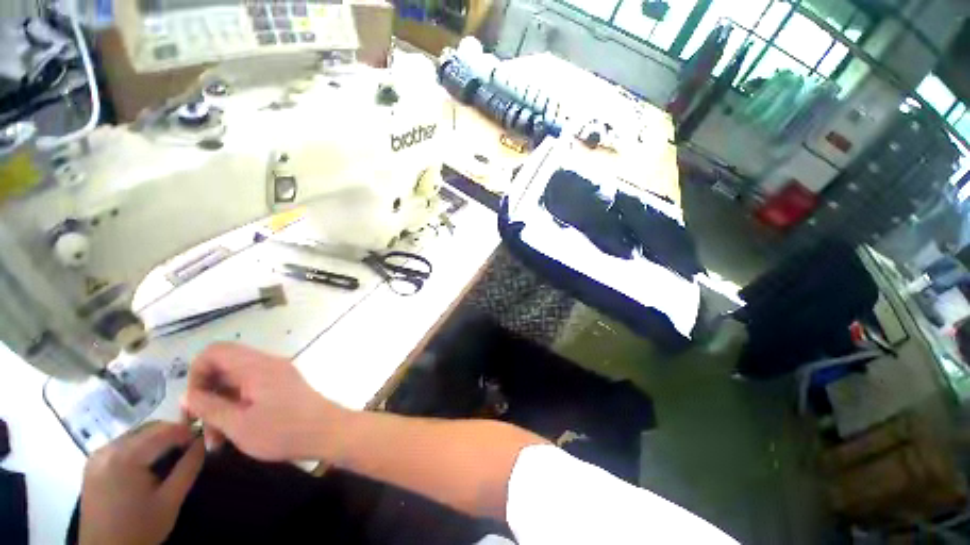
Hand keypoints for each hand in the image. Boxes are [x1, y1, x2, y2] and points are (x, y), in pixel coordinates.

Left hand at [80, 422, 203, 544]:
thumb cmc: (140, 529)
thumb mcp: (170, 500)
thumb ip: (188, 467)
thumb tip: (204, 441)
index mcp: (125, 457)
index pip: (165, 431)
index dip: (189, 431)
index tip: (204, 439)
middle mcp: (108, 449)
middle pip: (148, 429)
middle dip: (172, 434)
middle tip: (190, 448)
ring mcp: (97, 455)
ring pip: (136, 435)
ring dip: (156, 440)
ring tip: (171, 456)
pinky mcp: (93, 463)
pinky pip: (123, 445)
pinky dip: (140, 448)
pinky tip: (147, 464)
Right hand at [182, 343, 340, 461]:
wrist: (326, 431)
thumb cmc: (283, 430)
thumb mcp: (238, 424)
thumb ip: (209, 407)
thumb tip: (187, 395)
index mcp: (257, 365)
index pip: (215, 351)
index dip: (196, 374)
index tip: (193, 404)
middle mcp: (267, 364)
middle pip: (224, 368)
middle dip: (206, 396)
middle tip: (199, 428)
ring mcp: (276, 374)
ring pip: (235, 383)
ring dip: (220, 407)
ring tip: (215, 441)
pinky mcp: (282, 385)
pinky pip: (250, 389)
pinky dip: (236, 407)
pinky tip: (231, 433)